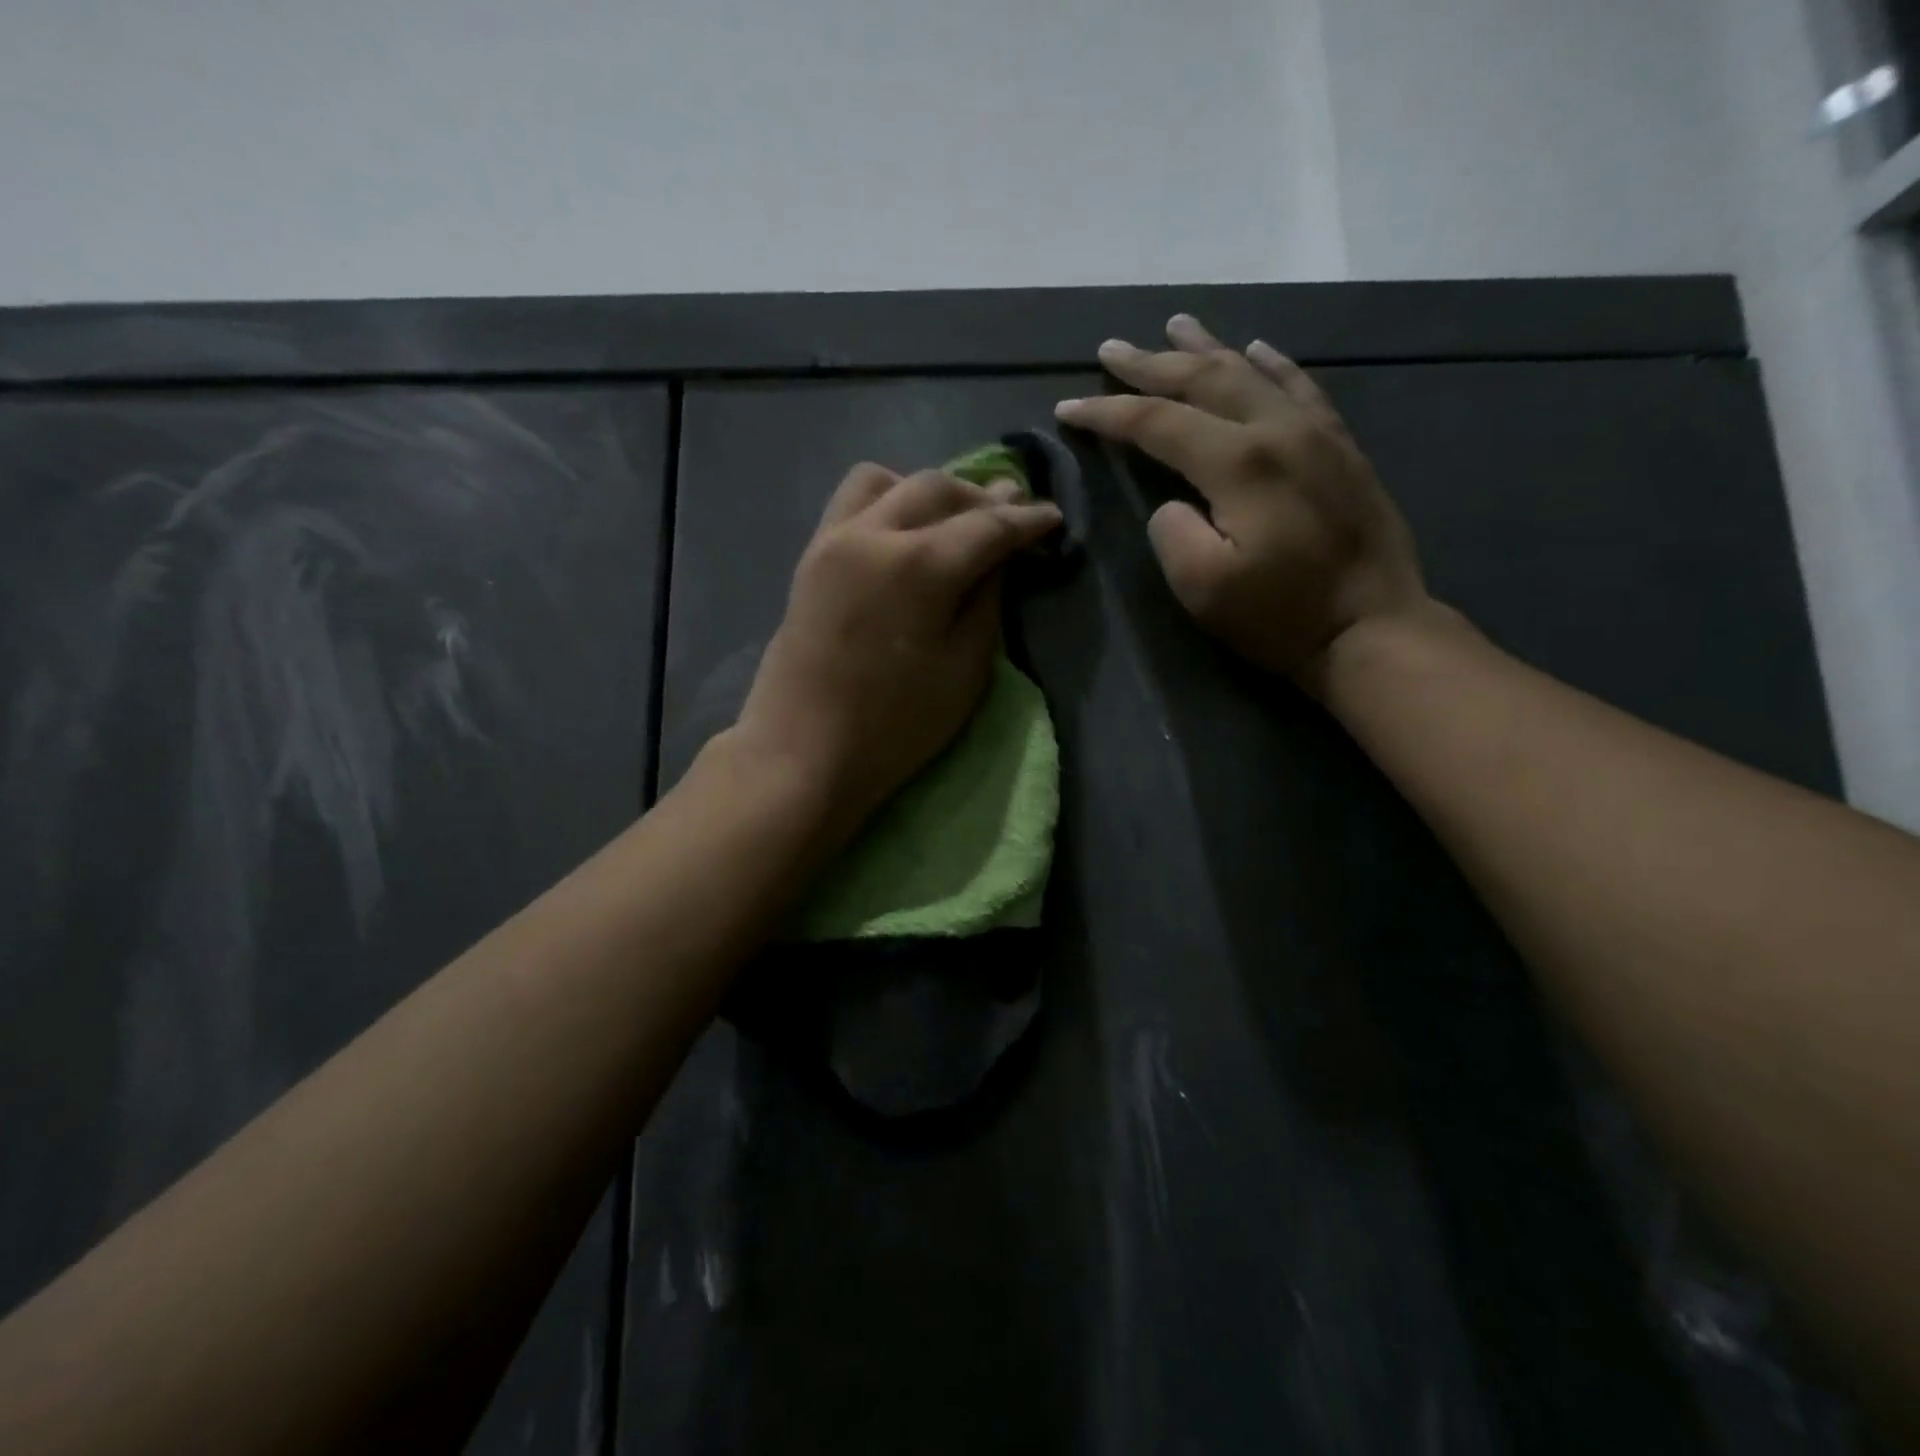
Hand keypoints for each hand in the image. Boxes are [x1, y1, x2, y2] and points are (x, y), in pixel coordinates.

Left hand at [731, 462, 1061, 838]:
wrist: (803, 753)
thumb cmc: (895, 727)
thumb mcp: (965, 671)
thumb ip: (987, 601)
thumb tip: (998, 555)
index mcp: (918, 566)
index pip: (988, 525)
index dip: (1027, 519)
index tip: (1053, 517)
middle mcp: (873, 533)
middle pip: (938, 488)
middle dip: (983, 497)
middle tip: (1012, 516)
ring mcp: (833, 539)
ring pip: (890, 481)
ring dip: (931, 492)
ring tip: (954, 522)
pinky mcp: (811, 556)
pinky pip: (853, 501)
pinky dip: (889, 499)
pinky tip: (905, 532)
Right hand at [1055, 314, 1430, 686]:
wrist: (1372, 628)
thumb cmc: (1281, 615)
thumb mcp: (1203, 588)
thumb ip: (1173, 532)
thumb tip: (1174, 501)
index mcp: (1239, 463)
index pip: (1158, 422)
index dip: (1107, 413)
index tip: (1068, 407)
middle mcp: (1278, 430)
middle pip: (1203, 381)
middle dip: (1150, 364)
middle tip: (1111, 348)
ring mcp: (1316, 433)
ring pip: (1251, 373)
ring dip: (1207, 349)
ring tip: (1175, 326)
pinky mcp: (1341, 447)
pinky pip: (1301, 388)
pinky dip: (1272, 364)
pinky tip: (1255, 349)